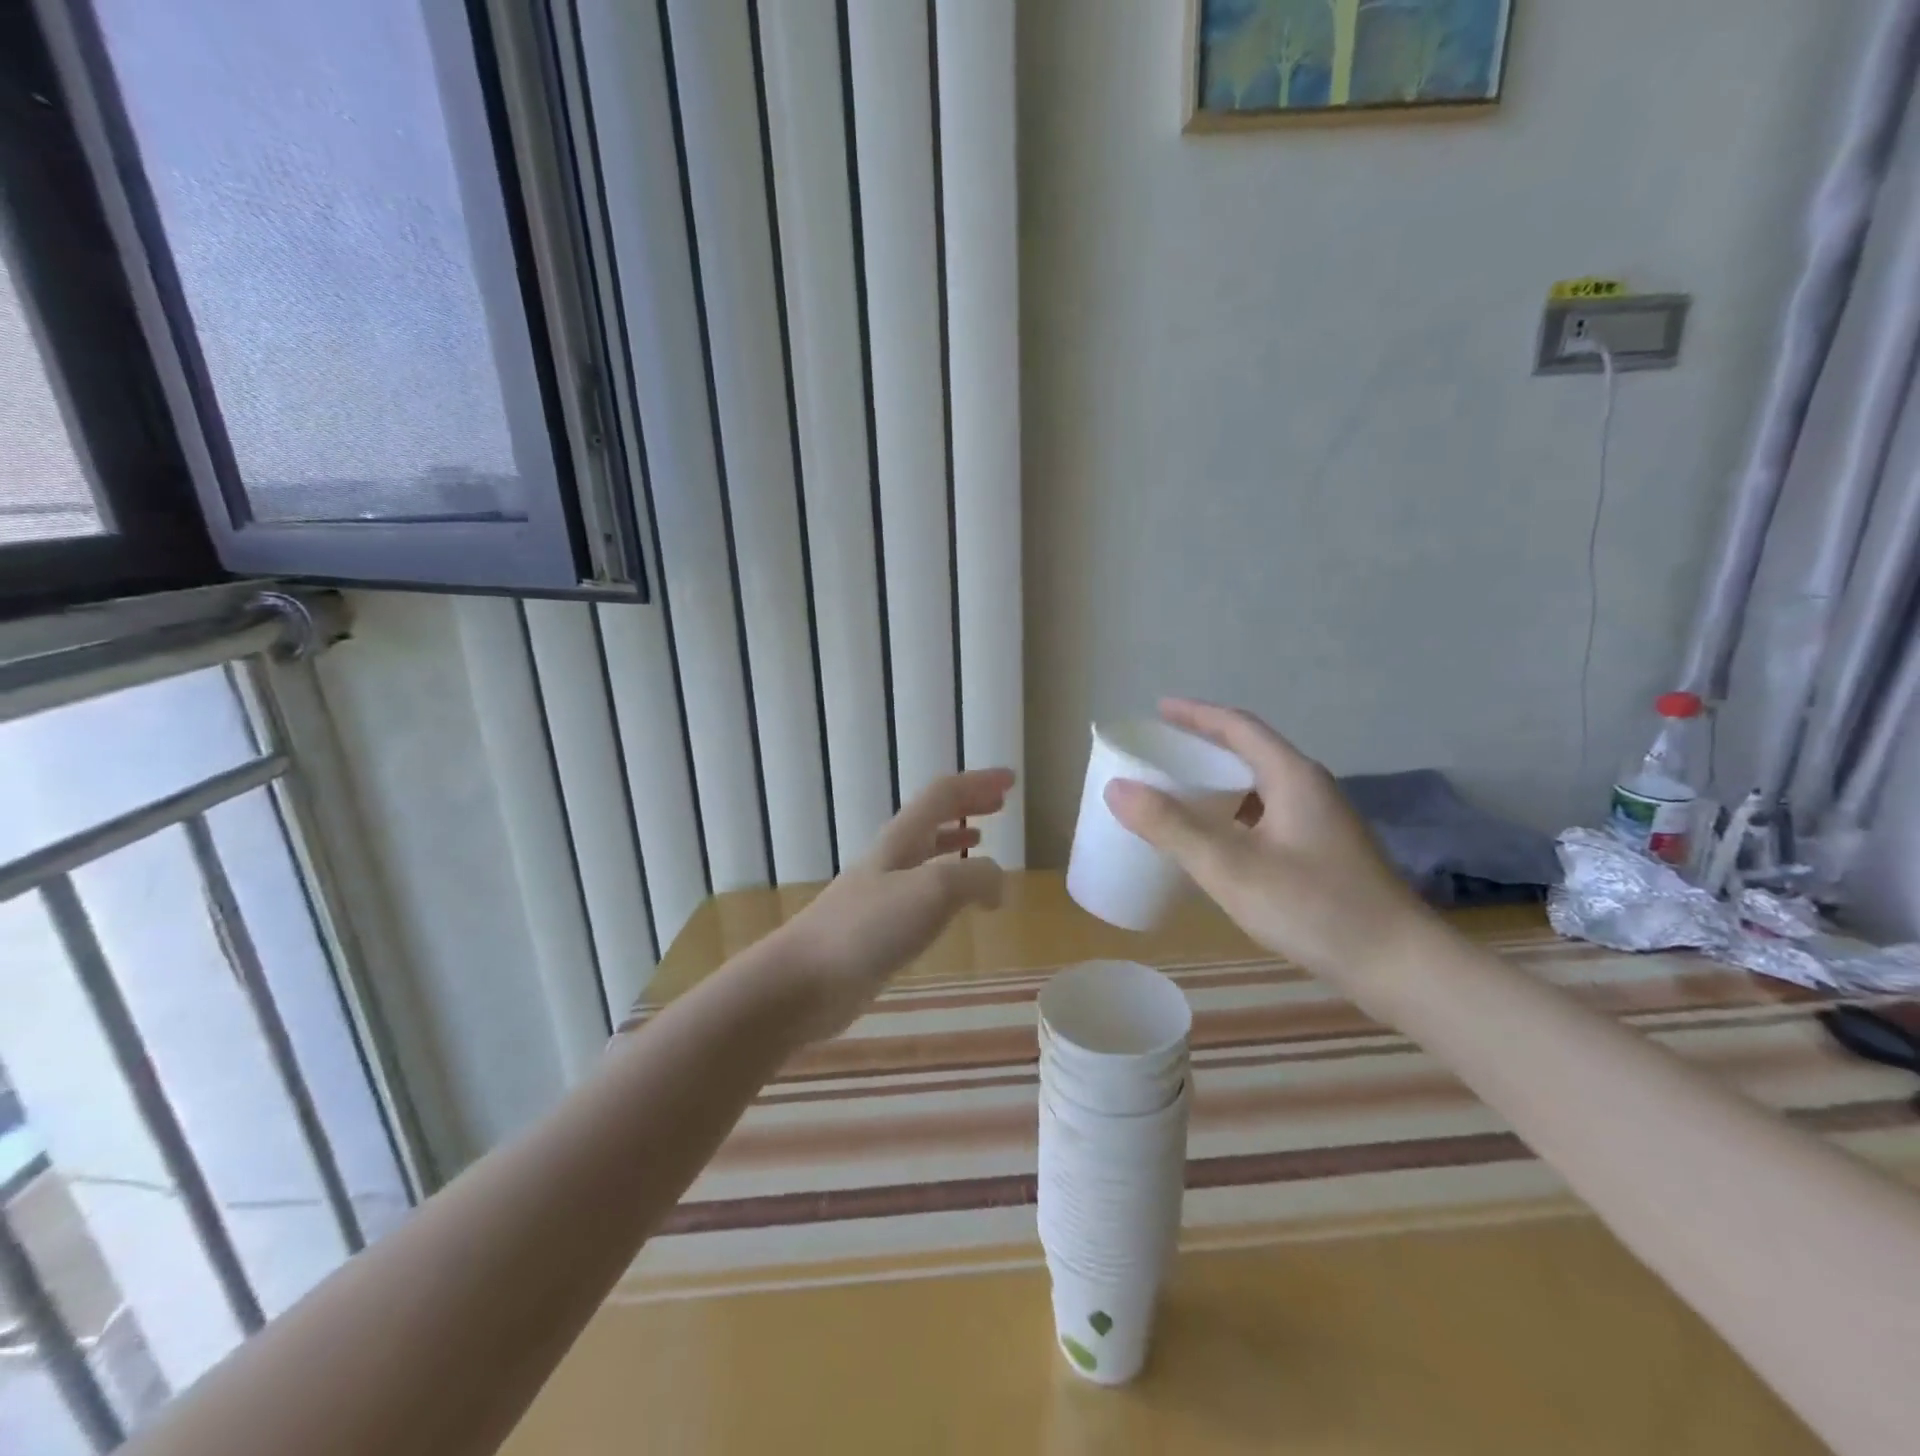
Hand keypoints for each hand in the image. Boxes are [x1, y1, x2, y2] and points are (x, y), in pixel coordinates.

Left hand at [773, 767, 1014, 1040]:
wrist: (804, 981)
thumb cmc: (867, 928)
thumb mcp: (933, 891)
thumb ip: (975, 878)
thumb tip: (998, 886)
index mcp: (902, 839)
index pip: (944, 794)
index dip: (978, 783)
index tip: (1011, 780)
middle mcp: (891, 858)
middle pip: (933, 817)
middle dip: (967, 805)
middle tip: (1000, 803)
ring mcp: (881, 893)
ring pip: (925, 854)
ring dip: (954, 841)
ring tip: (981, 843)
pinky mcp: (877, 928)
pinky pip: (921, 894)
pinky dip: (946, 886)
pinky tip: (953, 908)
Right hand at [1105, 700, 1432, 995]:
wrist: (1399, 966)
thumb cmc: (1314, 908)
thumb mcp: (1231, 867)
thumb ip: (1172, 827)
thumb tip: (1117, 787)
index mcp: (1292, 777)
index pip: (1238, 727)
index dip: (1196, 714)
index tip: (1158, 710)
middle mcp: (1310, 789)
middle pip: (1249, 753)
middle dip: (1203, 747)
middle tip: (1161, 754)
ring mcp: (1321, 823)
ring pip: (1259, 787)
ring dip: (1218, 784)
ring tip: (1179, 794)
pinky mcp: (1324, 853)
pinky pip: (1267, 816)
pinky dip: (1233, 816)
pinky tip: (1216, 843)